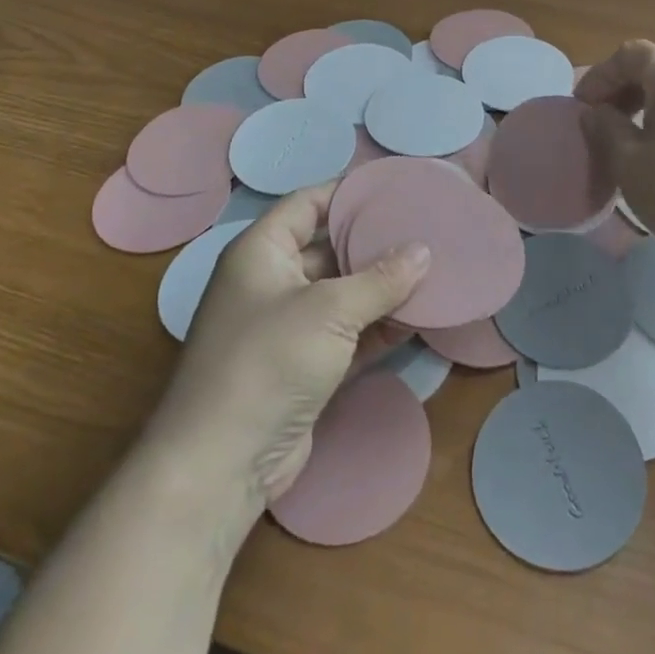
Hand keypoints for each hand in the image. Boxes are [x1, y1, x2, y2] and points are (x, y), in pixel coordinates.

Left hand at [147, 185, 428, 520]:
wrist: (222, 465)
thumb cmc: (268, 362)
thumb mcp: (329, 310)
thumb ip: (381, 279)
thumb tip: (423, 250)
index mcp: (260, 252)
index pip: (307, 203)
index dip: (347, 192)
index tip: (394, 189)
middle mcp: (271, 283)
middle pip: (328, 248)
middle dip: (373, 242)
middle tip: (424, 229)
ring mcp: (286, 328)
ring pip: (342, 294)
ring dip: (382, 288)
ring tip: (432, 270)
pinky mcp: (303, 368)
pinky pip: (347, 335)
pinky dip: (378, 328)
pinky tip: (418, 318)